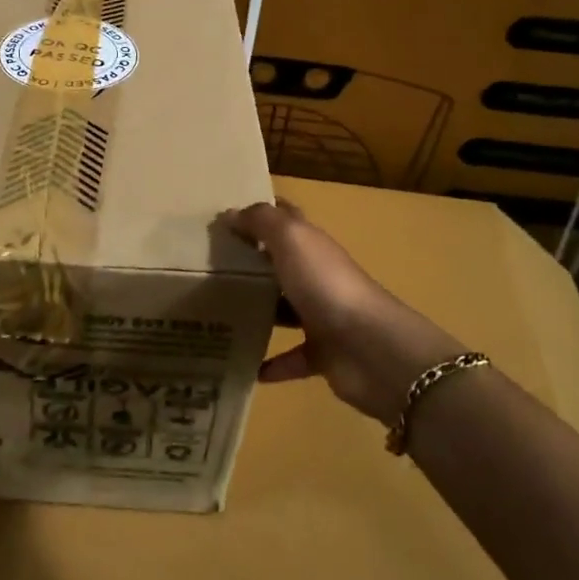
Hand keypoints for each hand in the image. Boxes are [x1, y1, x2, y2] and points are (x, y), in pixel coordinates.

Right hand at [222, 197, 470, 425]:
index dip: (260, 215)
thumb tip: (231, 213)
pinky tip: (246, 367)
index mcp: (313, 246)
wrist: (370, 348)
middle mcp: (318, 277)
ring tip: (217, 316)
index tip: (224, 218)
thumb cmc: (326, 285)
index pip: (287, 220)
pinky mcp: (323, 355)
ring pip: (284, 310)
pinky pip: (291, 358)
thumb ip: (262, 221)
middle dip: (251, 265)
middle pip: (281, 266)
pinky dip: (271, 363)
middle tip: (208, 270)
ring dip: (258, 312)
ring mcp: (323, 317)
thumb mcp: (292, 239)